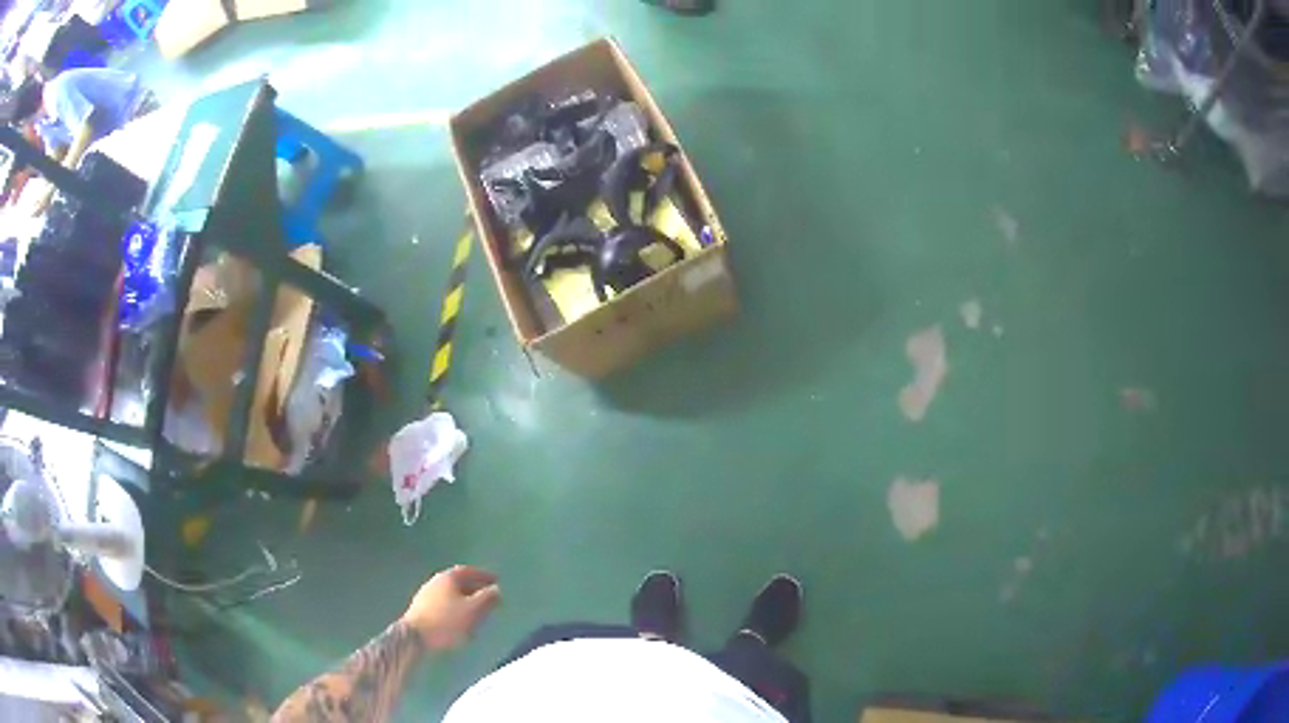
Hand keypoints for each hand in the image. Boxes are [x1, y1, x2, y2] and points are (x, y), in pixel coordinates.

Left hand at [401, 565, 500, 650]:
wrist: (415, 636)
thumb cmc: (447, 621)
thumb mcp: (474, 610)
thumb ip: (488, 598)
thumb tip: (496, 589)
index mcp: (447, 578)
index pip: (468, 571)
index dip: (483, 575)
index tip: (496, 580)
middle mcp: (435, 582)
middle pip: (459, 583)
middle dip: (475, 590)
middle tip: (488, 598)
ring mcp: (426, 596)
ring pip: (451, 596)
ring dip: (465, 602)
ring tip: (477, 614)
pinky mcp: (421, 610)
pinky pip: (443, 606)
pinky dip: (455, 610)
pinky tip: (461, 624)